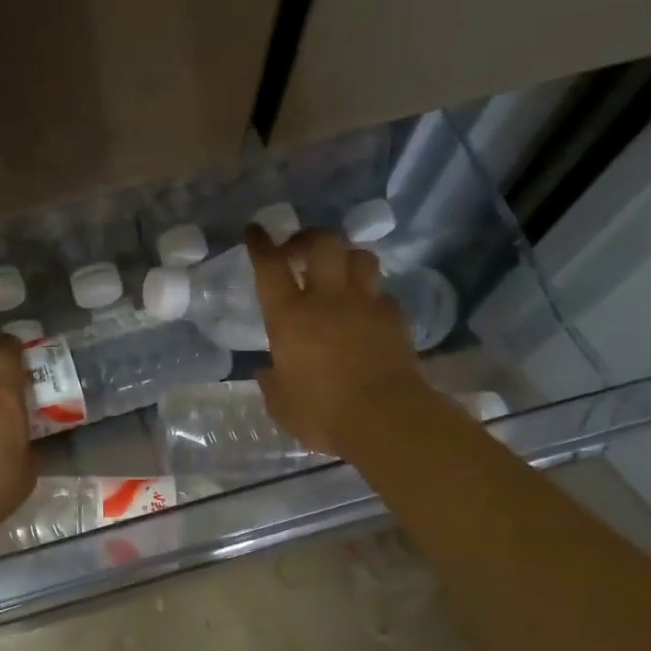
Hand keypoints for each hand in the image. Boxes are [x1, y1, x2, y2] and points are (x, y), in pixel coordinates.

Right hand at [247, 224, 432, 463]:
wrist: (386, 419)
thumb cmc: (322, 414)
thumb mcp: (281, 404)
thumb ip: (272, 382)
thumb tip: (268, 371)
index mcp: (289, 317)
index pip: (270, 267)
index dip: (261, 244)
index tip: (255, 231)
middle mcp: (327, 300)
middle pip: (323, 243)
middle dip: (308, 239)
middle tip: (299, 252)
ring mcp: (365, 305)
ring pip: (360, 258)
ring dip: (345, 259)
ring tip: (337, 274)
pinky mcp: (395, 319)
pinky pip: (382, 294)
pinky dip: (371, 297)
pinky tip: (365, 313)